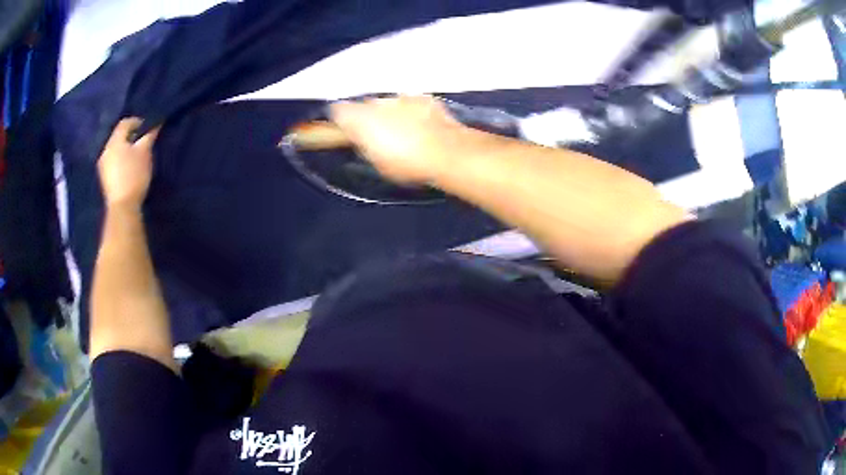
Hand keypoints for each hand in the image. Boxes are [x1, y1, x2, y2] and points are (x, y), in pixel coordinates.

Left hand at [98, 118, 159, 209]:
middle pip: (118, 137)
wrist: (123, 206)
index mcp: (114, 140)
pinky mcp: (104, 179)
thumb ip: (149, 136)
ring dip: (125, 149)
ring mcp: (103, 165)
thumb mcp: (145, 152)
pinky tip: (128, 168)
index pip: (125, 123)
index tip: (147, 127)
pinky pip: (113, 162)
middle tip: (142, 141)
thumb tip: (155, 124)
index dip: (136, 121)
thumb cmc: (134, 174)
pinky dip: (120, 160)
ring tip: (136, 155)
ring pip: (115, 150)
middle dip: (130, 137)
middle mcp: (106, 150)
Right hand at [329, 95, 476, 183]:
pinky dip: (412, 112)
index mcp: (359, 118)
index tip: (346, 131)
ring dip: (391, 113)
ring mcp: (401, 97)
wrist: (446, 151)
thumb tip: (359, 137)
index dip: (340, 121)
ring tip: (403, 132)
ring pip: (388, 103)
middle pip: (364, 106)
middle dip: (368, 117)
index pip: (337, 111)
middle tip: (378, 136)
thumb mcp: (376, 161)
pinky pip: (410, 103)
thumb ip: (363, 144)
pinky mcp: (422, 97)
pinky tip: (421, 126)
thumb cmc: (406, 163)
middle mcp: (376, 102)